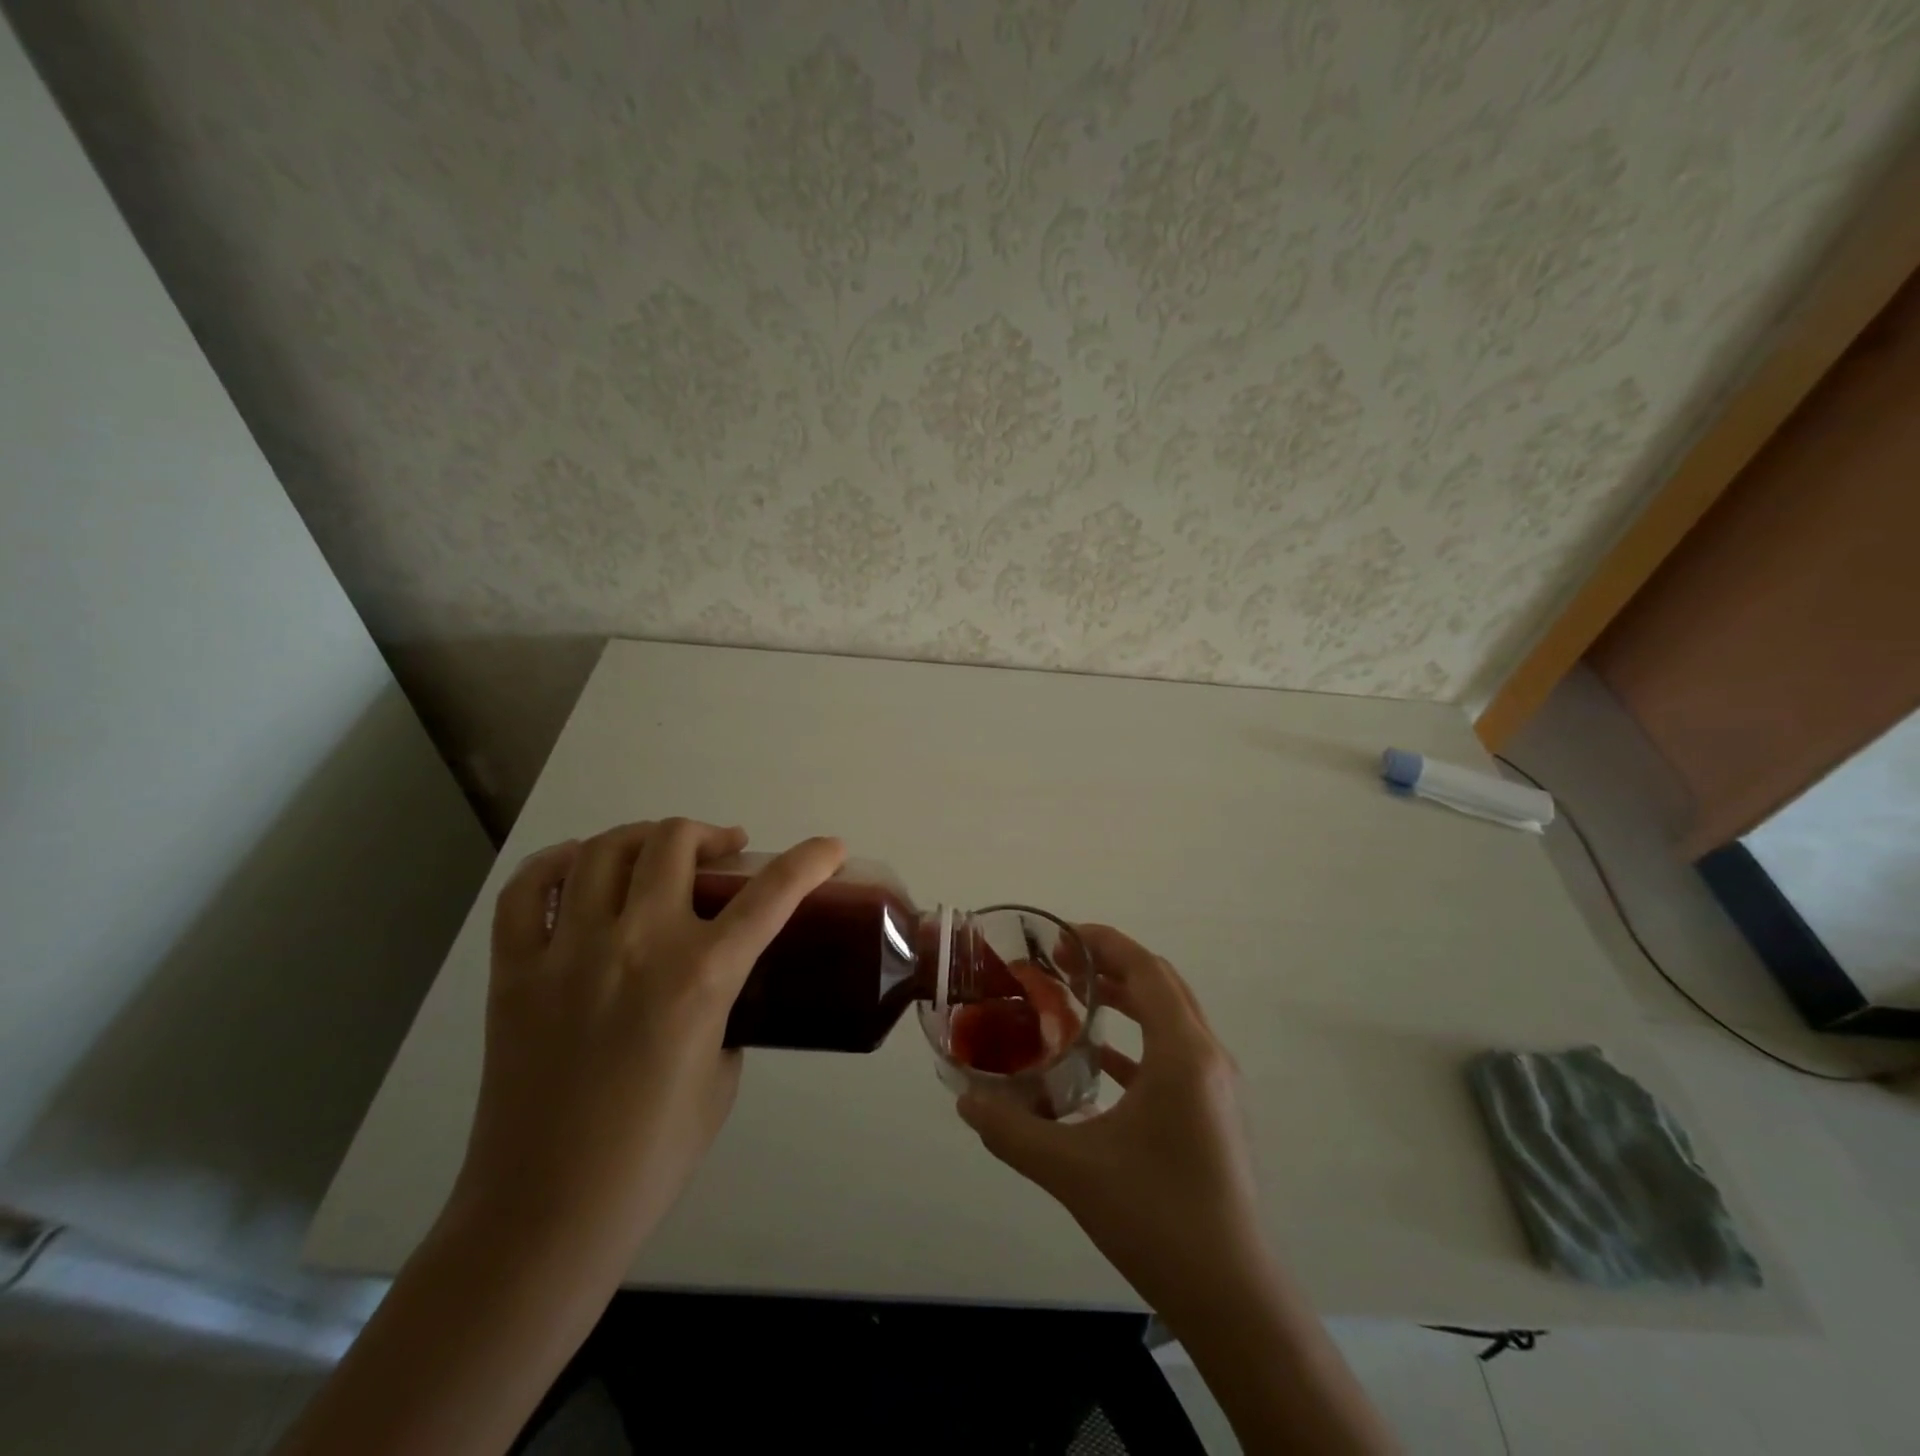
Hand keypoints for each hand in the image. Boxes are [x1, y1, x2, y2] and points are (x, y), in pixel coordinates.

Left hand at [450, 819, 846, 1259]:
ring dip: (644, 837)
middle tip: (726, 853)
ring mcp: (568, 952)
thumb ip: (725, 1012)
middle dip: (712, 835)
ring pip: (605, 849)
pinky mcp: (515, 972)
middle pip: (675, 842)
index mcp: (701, 977)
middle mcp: (637, 945)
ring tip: (658, 853)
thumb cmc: (653, 1154)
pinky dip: (556, 864)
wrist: (547, 1212)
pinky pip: (528, 891)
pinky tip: (579, 868)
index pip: (772, 893)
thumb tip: (716, 985)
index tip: (831, 847)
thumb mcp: (722, 1074)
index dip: (812, 860)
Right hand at [956, 924, 1269, 1321]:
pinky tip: (1098, 1061)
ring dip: (1126, 998)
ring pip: (1171, 1016)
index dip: (1103, 943)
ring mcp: (1217, 1086)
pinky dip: (1138, 1040)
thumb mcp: (1072, 1170)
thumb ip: (1012, 1131)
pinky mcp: (1215, 1113)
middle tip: (1059, 963)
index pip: (1146, 969)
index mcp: (1183, 1053)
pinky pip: (1174, 1053)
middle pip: (1161, 984)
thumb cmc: (1156, 1218)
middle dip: (1111, 964)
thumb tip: (965, 1101)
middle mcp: (1207, 1056)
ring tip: (1073, 997)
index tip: (1059, 938)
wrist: (1233, 1299)